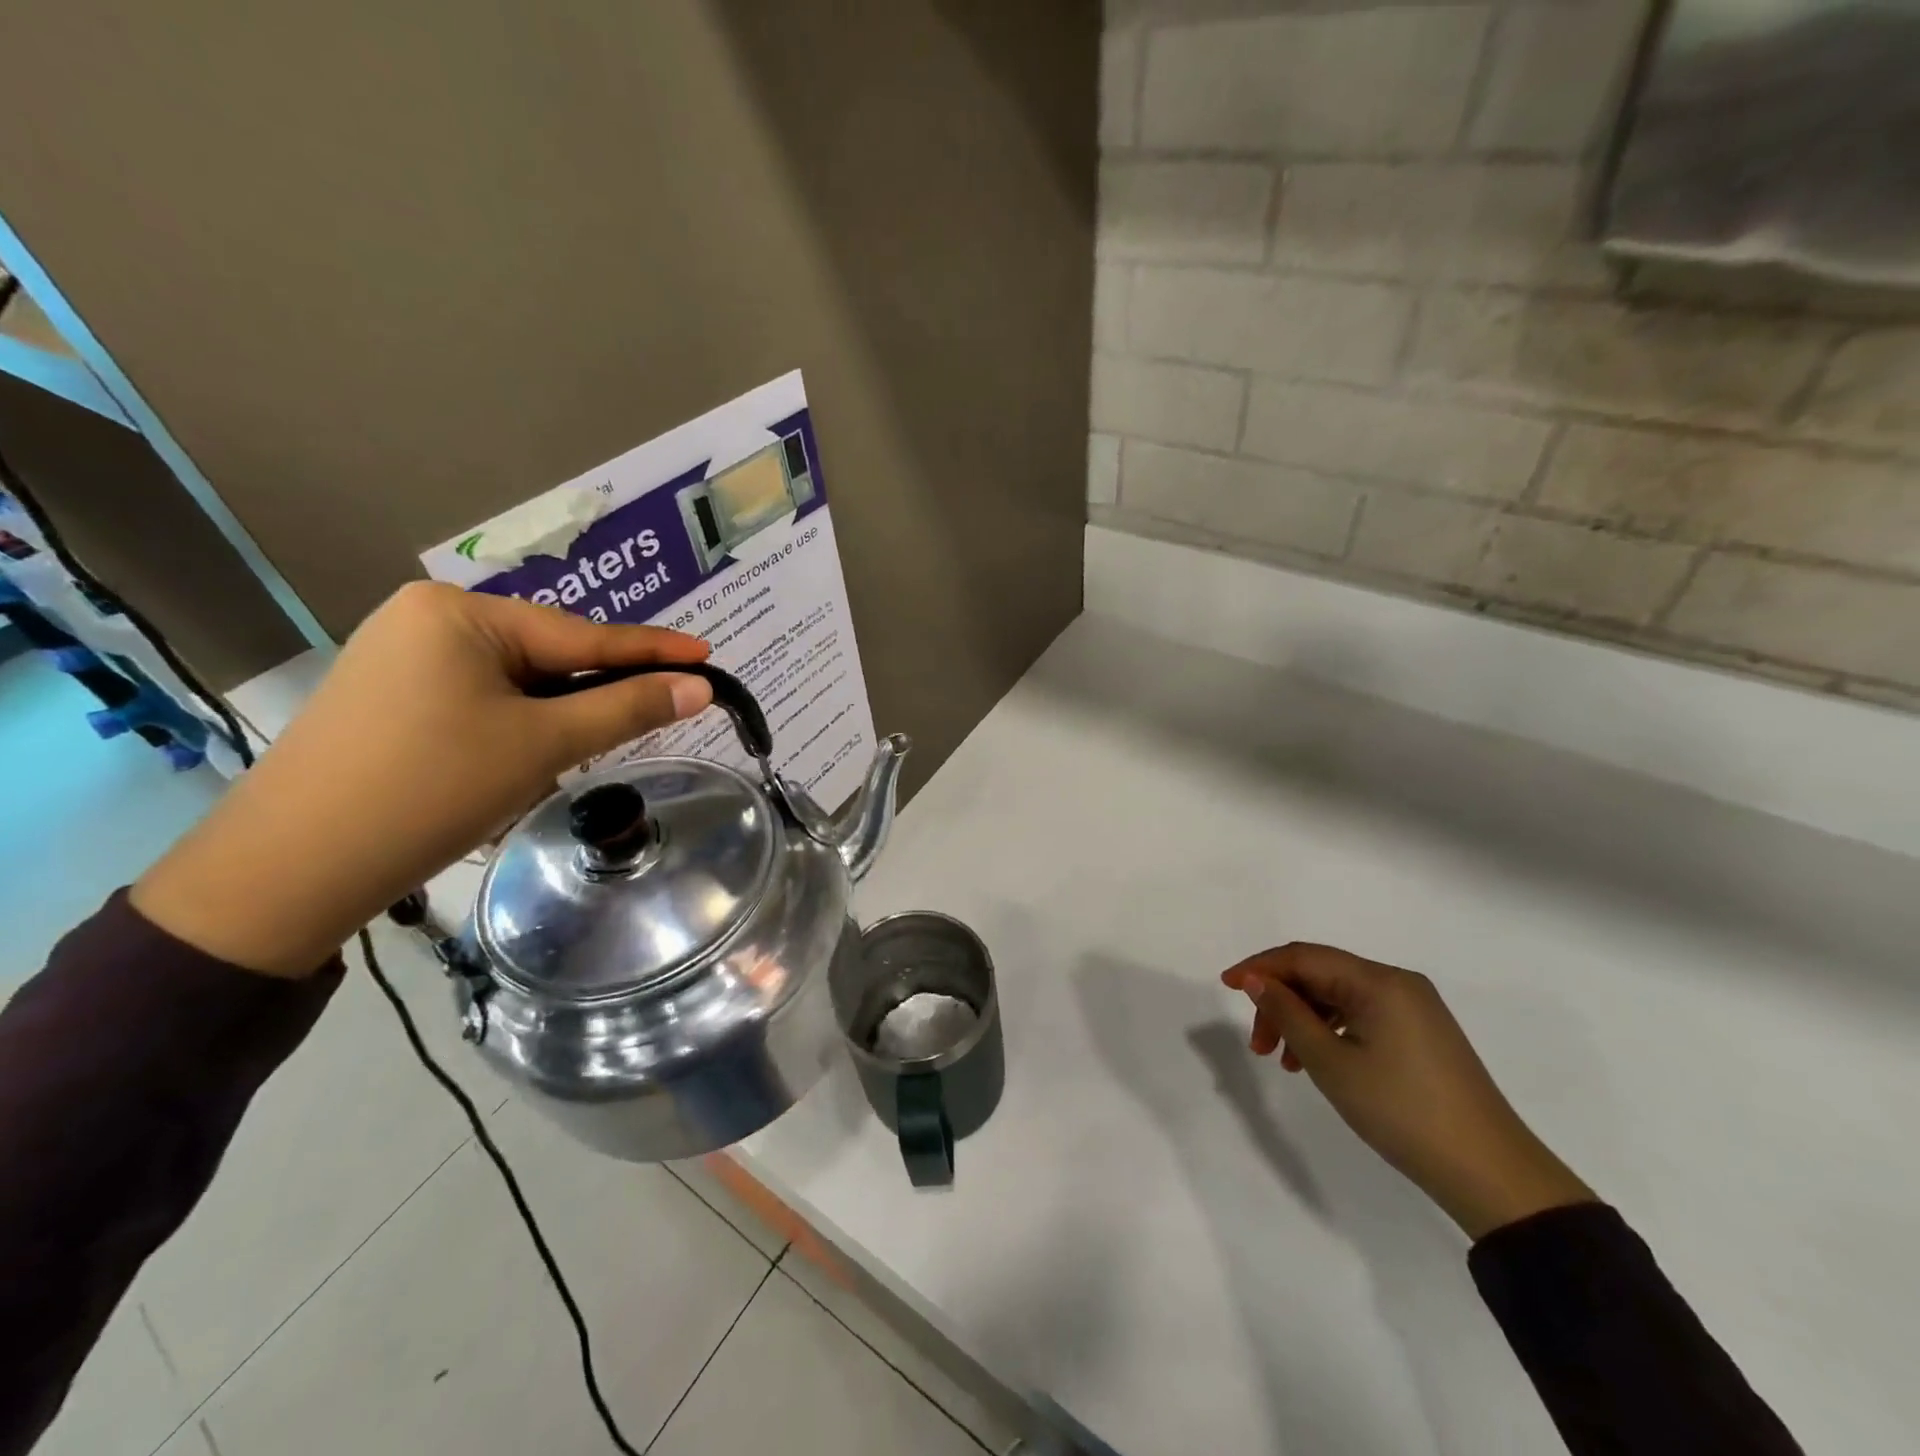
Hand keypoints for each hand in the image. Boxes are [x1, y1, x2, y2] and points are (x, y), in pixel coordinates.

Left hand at [134, 583, 713, 976]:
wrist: (293, 868)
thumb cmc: (432, 788)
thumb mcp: (544, 744)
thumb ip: (628, 708)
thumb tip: (700, 687)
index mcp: (461, 612)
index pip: (583, 635)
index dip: (653, 651)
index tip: (708, 655)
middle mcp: (428, 618)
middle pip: (548, 655)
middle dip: (596, 691)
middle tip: (656, 711)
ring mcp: (403, 656)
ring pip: (517, 681)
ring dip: (556, 715)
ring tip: (582, 749)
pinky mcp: (391, 696)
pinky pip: (482, 699)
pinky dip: (518, 724)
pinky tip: (523, 756)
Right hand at [1222, 943, 1593, 1238]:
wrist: (1490, 1173)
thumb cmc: (1401, 1111)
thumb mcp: (1331, 1062)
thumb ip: (1287, 1013)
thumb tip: (1256, 979)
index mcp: (1379, 980)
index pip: (1304, 956)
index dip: (1260, 967)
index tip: (1225, 986)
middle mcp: (1397, 982)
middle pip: (1320, 974)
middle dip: (1281, 1001)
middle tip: (1259, 1044)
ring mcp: (1413, 1008)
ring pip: (1338, 996)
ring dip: (1302, 1019)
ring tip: (1284, 1061)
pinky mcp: (1421, 1033)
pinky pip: (1361, 1015)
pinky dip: (1330, 1031)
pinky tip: (1316, 1061)